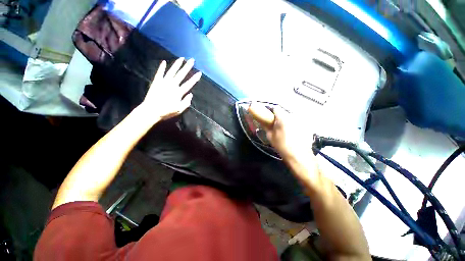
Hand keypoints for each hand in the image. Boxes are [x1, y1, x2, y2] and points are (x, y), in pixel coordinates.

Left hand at [138, 57, 201, 121]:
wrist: (151, 110)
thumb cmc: (166, 111)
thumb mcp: (179, 110)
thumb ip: (186, 102)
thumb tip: (191, 95)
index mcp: (179, 92)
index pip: (189, 84)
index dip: (195, 78)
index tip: (199, 73)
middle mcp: (172, 85)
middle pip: (181, 74)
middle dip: (187, 67)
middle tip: (192, 60)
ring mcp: (163, 82)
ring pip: (171, 71)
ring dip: (177, 64)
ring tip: (182, 58)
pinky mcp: (156, 82)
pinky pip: (160, 72)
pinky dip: (162, 67)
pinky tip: (164, 62)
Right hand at [248, 103, 312, 161]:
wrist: (298, 156)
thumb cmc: (282, 146)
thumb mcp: (270, 136)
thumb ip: (266, 126)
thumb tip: (262, 121)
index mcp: (283, 118)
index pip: (276, 108)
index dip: (271, 111)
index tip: (269, 116)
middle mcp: (293, 116)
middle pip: (284, 112)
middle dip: (279, 117)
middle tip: (276, 125)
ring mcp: (301, 121)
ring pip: (291, 117)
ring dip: (287, 121)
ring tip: (285, 131)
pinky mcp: (307, 126)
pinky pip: (298, 123)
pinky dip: (294, 125)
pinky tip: (294, 134)